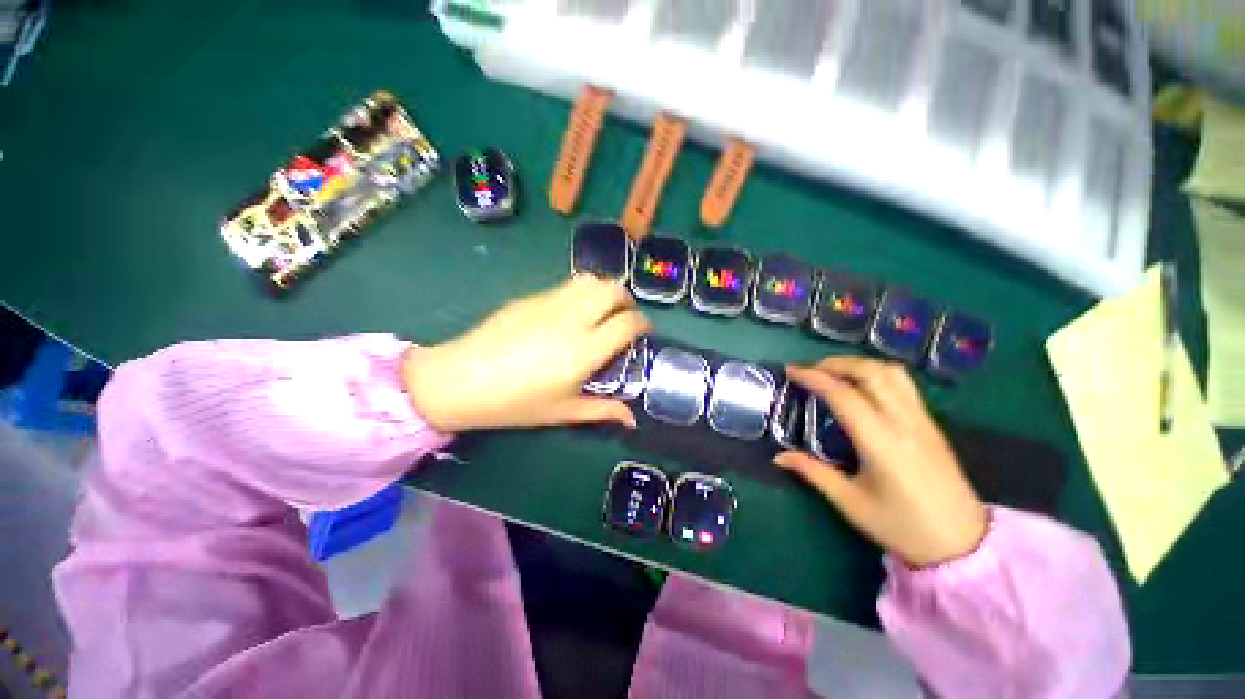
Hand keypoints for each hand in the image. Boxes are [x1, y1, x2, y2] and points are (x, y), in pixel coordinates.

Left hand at [402, 277, 650, 432]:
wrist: (460, 380)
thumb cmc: (515, 403)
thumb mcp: (563, 411)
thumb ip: (602, 410)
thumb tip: (632, 419)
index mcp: (585, 349)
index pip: (628, 323)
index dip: (643, 324)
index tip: (644, 331)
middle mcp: (572, 319)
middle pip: (613, 290)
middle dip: (626, 300)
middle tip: (624, 317)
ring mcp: (550, 303)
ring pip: (590, 280)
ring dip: (604, 291)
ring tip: (600, 310)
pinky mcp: (530, 297)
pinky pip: (566, 287)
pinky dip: (580, 294)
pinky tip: (569, 314)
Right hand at [774, 357, 986, 567]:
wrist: (963, 543)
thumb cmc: (902, 526)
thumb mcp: (850, 503)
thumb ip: (813, 473)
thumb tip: (778, 457)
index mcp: (881, 443)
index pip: (843, 395)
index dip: (814, 378)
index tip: (791, 372)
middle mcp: (904, 422)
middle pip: (871, 372)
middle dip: (836, 363)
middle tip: (810, 370)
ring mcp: (922, 420)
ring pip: (892, 372)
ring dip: (858, 364)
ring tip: (834, 373)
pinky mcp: (931, 423)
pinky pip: (904, 384)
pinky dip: (877, 373)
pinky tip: (862, 386)